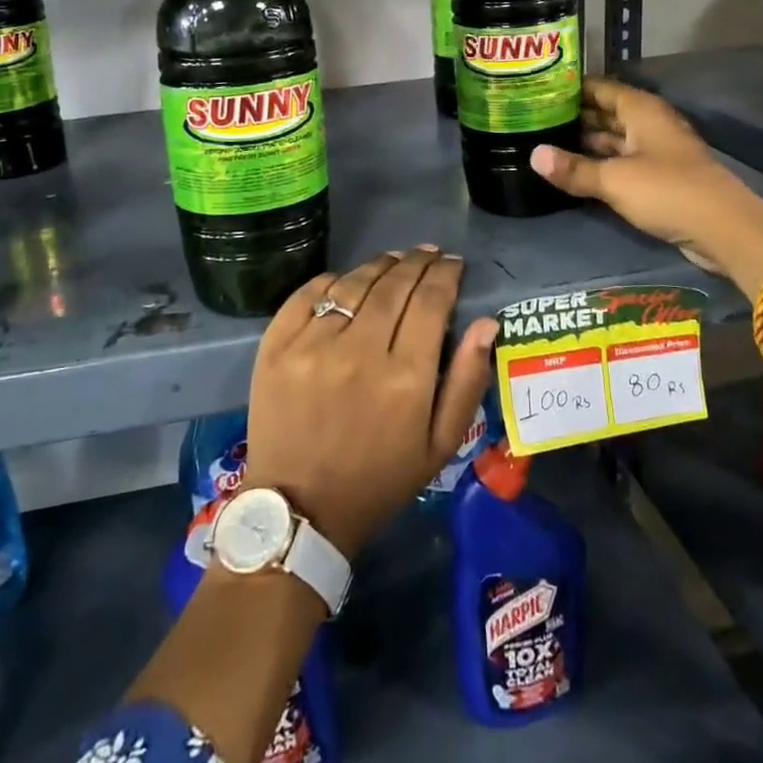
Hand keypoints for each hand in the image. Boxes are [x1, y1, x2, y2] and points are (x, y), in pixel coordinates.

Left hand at [242, 248, 497, 559]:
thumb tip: (485, 323)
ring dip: (379, 265)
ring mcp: (312, 345)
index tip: (454, 264)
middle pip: (394, 285)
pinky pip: (308, 294)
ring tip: (395, 259)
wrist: (301, 509)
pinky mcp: (277, 346)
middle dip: (417, 261)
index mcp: (406, 377)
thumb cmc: (380, 479)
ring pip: (353, 284)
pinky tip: (347, 280)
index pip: (431, 301)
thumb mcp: (440, 445)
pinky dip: (332, 280)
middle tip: (429, 253)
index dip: (445, 275)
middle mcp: (359, 351)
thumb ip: (467, 381)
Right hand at [529, 77, 745, 273]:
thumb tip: (533, 155)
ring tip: (545, 141)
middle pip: (605, 111)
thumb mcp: (614, 180)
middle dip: (573, 114)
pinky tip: (573, 169)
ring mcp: (655, 151)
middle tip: (533, 117)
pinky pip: (621, 161)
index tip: (538, 89)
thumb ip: (574, 169)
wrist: (724, 229)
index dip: (570, 87)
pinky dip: (599, 162)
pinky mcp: (659, 177)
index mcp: (641, 110)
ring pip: (613, 138)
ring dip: (584, 140)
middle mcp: (648, 124)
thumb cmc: (667, 191)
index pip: (600, 87)